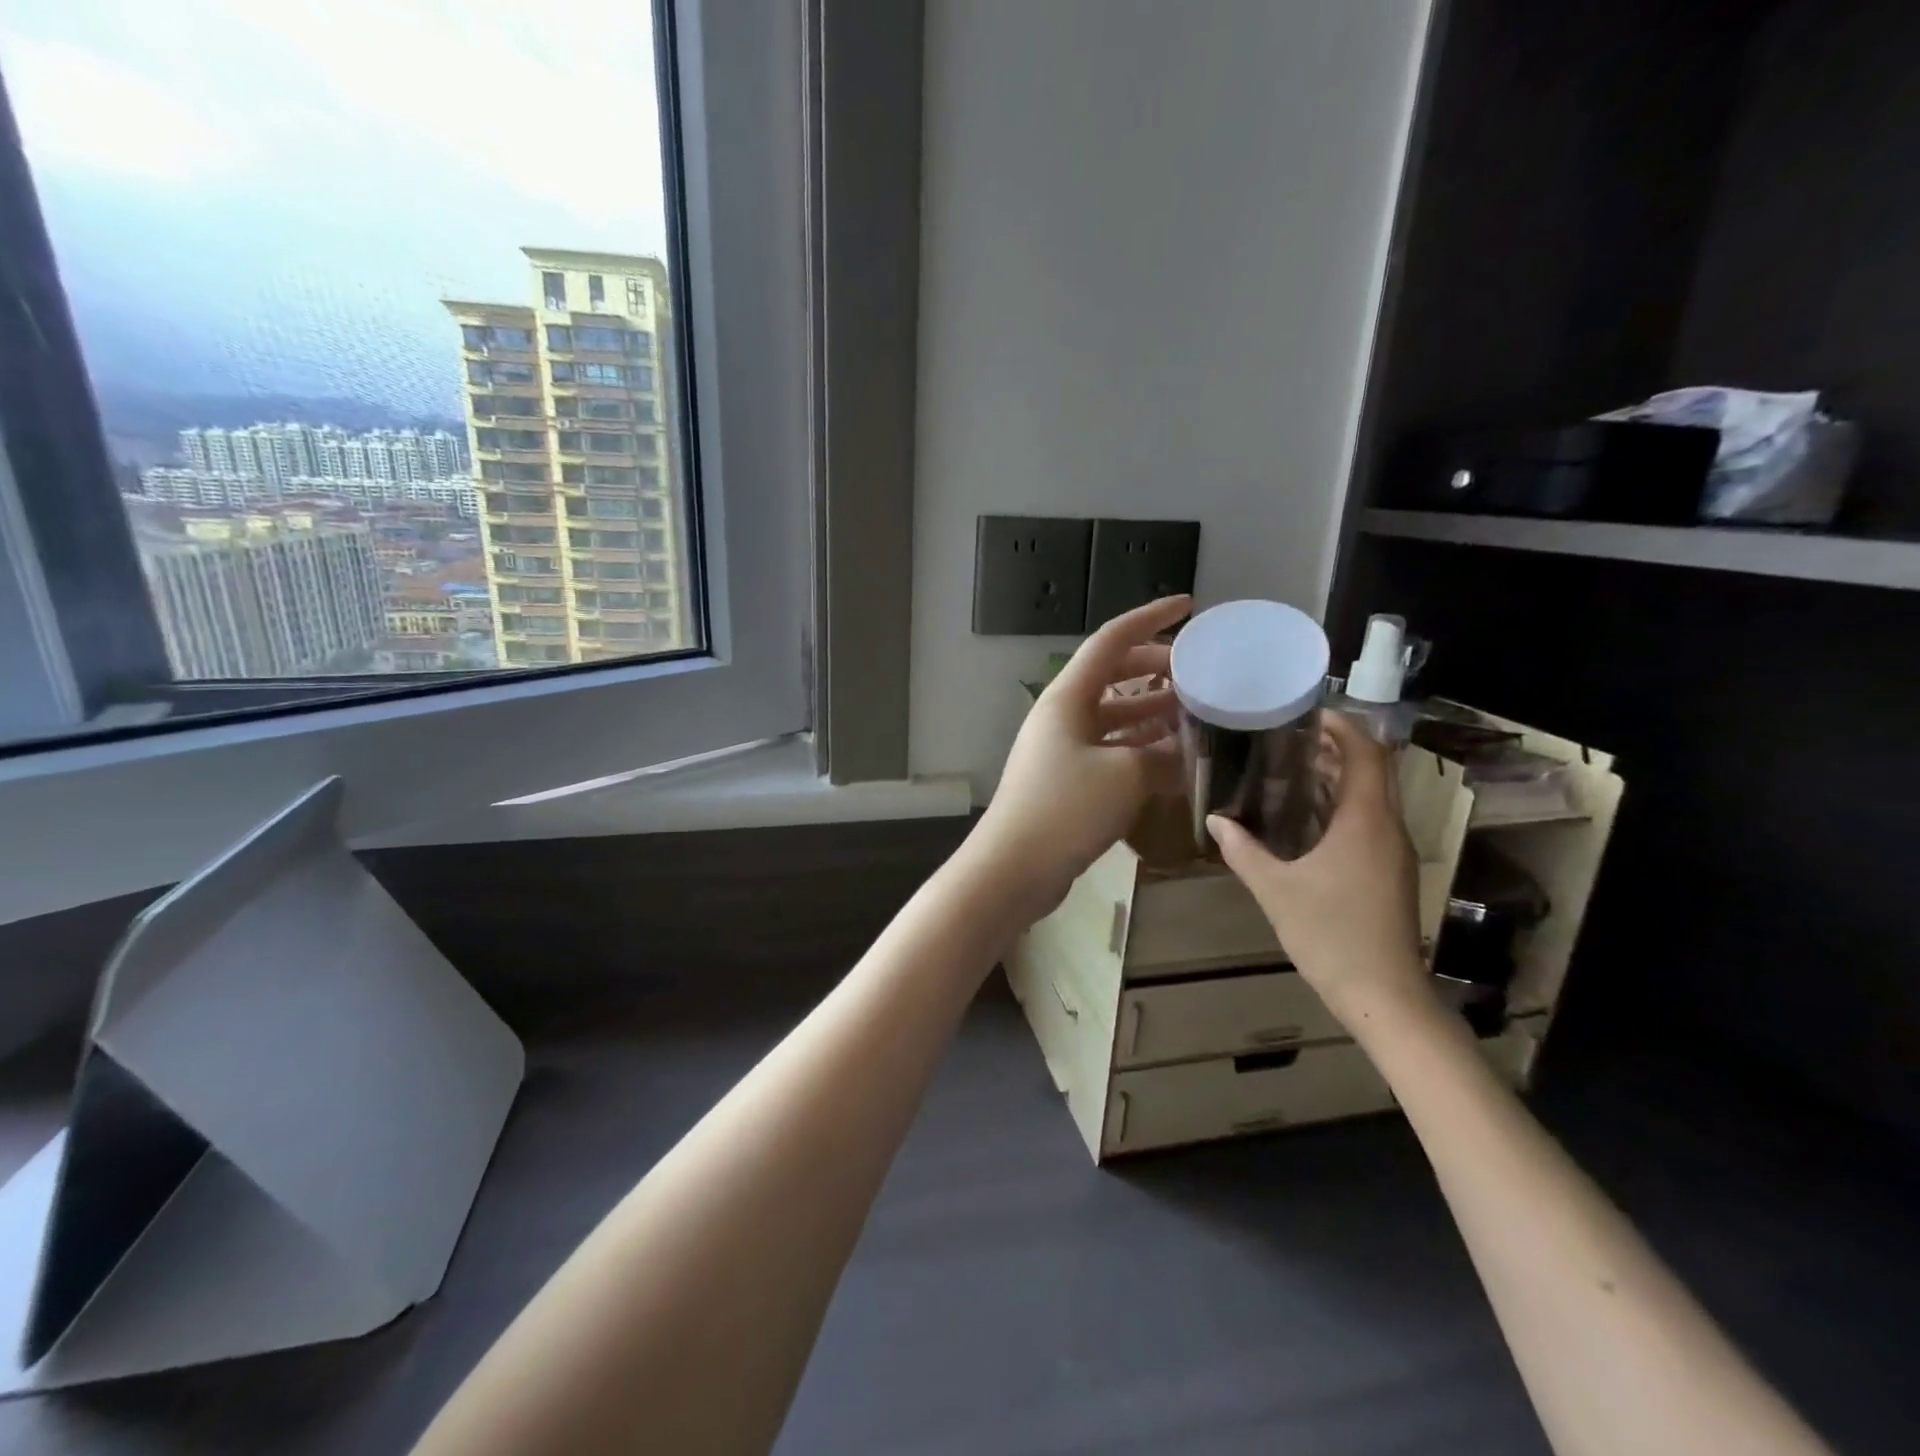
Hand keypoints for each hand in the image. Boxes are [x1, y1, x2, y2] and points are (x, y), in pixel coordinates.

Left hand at [971, 595, 1190, 924]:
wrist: (1014, 867)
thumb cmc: (1066, 809)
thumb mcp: (1126, 776)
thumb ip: (1163, 758)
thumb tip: (1187, 757)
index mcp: (1067, 697)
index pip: (1111, 641)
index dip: (1150, 618)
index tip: (1188, 606)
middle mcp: (1062, 715)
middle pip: (1114, 676)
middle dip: (1157, 670)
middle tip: (1200, 675)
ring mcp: (1063, 748)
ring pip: (1115, 717)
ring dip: (1153, 713)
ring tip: (1198, 715)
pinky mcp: (1068, 780)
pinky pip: (1111, 750)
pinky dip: (1141, 750)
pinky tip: (1175, 760)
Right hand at [1207, 711, 1431, 1026]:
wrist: (1383, 995)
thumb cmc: (1329, 934)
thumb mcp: (1274, 889)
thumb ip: (1242, 850)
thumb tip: (1215, 820)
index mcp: (1366, 821)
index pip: (1366, 753)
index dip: (1342, 726)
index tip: (1307, 713)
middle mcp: (1387, 827)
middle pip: (1373, 769)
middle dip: (1337, 747)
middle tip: (1289, 737)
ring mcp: (1393, 851)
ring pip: (1372, 796)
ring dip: (1338, 777)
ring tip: (1290, 768)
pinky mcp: (1390, 871)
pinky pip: (1369, 821)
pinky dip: (1340, 806)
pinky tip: (1304, 817)